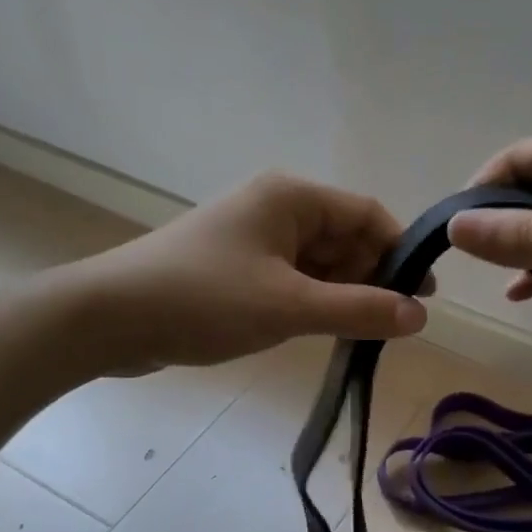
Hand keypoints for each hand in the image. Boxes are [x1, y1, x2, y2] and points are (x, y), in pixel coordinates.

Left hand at [57, 173, 427, 373]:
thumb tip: (420, 315)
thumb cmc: (204, 299)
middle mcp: (275, 208)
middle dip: (371, 278)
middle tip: (392, 324)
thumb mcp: (290, 307)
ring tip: (360, 334)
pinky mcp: (236, 267)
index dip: (400, 252)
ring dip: (342, 294)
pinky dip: (312, 301)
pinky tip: (321, 331)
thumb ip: (359, 310)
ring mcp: (253, 238)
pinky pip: (292, 279)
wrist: (108, 318)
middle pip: (344, 238)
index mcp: (291, 197)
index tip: (423, 296)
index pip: (367, 214)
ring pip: (319, 262)